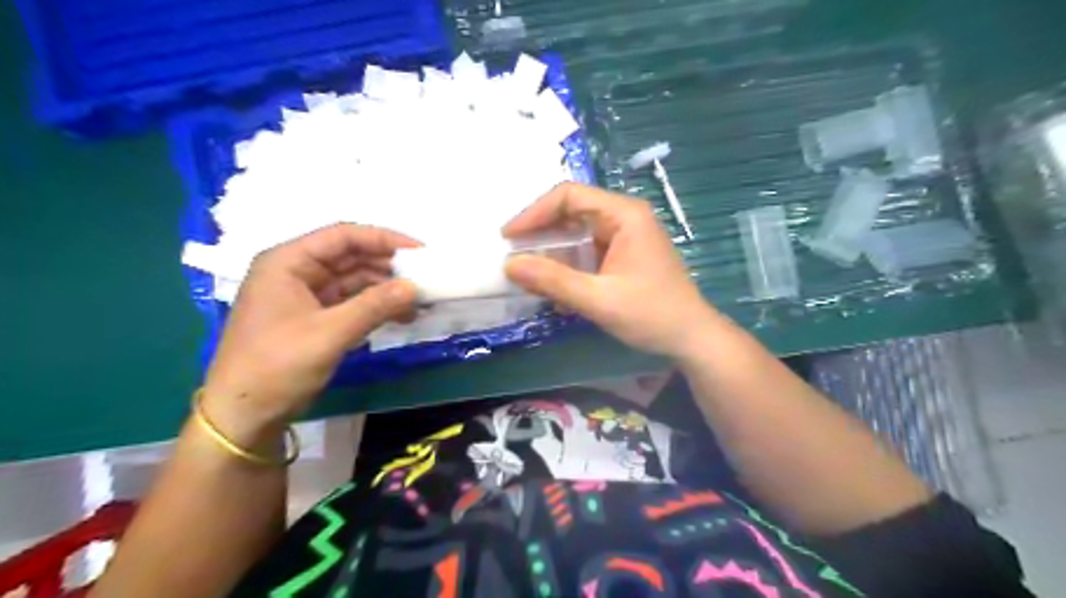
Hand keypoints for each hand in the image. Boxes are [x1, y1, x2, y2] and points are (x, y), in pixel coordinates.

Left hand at [200, 222, 417, 441]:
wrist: (244, 415)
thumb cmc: (278, 365)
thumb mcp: (330, 333)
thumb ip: (374, 305)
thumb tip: (414, 286)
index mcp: (288, 262)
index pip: (342, 236)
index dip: (383, 239)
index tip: (419, 251)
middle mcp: (295, 271)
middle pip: (350, 257)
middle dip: (388, 266)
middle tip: (424, 277)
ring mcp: (304, 295)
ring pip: (354, 280)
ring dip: (385, 289)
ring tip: (418, 301)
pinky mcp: (313, 318)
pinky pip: (351, 302)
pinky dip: (375, 307)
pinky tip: (401, 315)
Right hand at [505, 182, 718, 359]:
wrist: (691, 339)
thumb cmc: (652, 315)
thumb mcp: (599, 299)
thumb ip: (554, 281)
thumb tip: (509, 264)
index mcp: (624, 215)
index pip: (569, 196)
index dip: (534, 212)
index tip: (508, 236)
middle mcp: (624, 218)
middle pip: (572, 212)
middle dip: (540, 233)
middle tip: (512, 254)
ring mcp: (625, 237)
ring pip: (577, 234)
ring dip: (551, 252)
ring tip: (526, 273)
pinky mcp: (623, 256)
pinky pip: (587, 252)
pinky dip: (567, 266)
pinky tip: (553, 288)